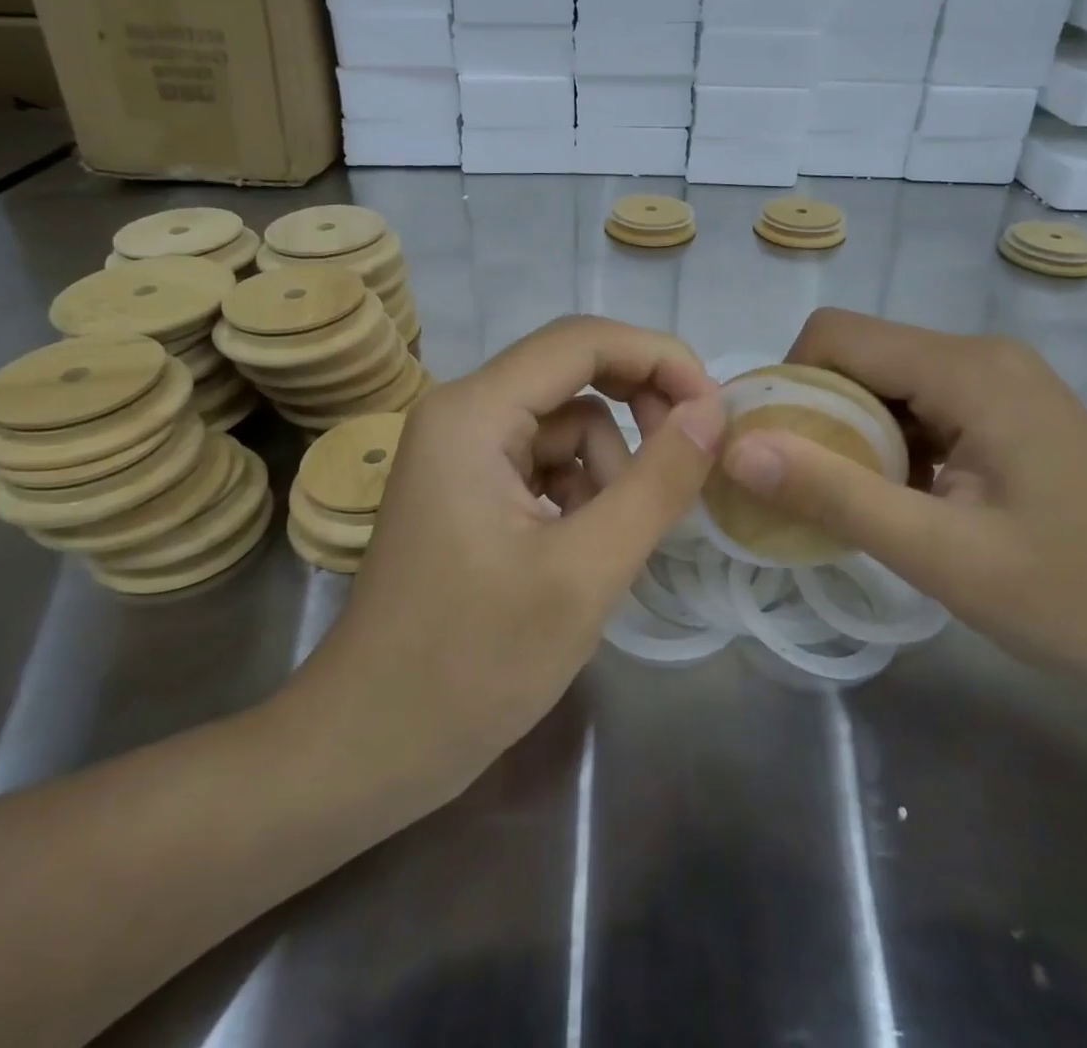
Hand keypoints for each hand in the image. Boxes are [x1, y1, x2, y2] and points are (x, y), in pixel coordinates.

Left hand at [284, 316, 725, 802]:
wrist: (371, 744)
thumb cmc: (474, 663)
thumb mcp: (586, 572)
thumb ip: (657, 482)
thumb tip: (712, 411)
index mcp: (474, 413)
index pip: (582, 340)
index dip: (658, 357)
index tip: (715, 409)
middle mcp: (462, 413)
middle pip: (573, 373)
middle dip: (637, 410)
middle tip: (684, 465)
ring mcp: (461, 451)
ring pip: (567, 424)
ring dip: (608, 468)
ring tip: (609, 544)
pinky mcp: (469, 488)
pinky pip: (546, 461)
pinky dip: (581, 492)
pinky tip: (581, 550)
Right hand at [718, 309, 1086, 694]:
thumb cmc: (1077, 593)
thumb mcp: (941, 555)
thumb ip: (834, 495)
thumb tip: (738, 449)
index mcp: (965, 369)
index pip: (834, 337)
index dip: (786, 385)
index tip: (771, 452)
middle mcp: (979, 355)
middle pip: (858, 355)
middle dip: (815, 413)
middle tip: (803, 489)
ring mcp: (999, 382)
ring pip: (885, 383)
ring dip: (851, 434)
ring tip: (849, 502)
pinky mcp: (1008, 412)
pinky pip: (920, 406)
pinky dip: (889, 445)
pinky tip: (901, 501)